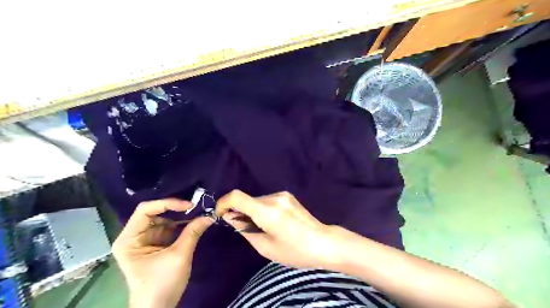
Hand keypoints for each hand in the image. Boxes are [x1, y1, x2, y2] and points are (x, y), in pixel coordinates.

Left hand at [112, 198, 212, 306]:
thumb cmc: (162, 284)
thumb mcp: (179, 256)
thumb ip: (193, 233)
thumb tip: (209, 216)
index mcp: (129, 239)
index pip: (145, 210)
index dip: (167, 203)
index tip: (189, 205)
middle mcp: (133, 237)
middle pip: (153, 214)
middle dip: (174, 211)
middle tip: (195, 208)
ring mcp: (143, 241)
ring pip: (162, 220)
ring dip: (179, 218)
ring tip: (196, 215)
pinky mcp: (153, 246)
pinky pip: (166, 229)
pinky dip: (179, 226)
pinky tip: (192, 225)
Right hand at [215, 190, 336, 269]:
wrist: (323, 242)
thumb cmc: (294, 251)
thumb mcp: (265, 247)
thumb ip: (244, 229)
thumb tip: (229, 216)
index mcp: (267, 210)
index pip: (237, 196)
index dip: (223, 203)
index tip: (220, 214)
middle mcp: (274, 197)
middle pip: (247, 200)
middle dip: (239, 212)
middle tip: (243, 229)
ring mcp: (283, 195)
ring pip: (257, 200)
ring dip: (252, 211)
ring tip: (262, 228)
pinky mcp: (288, 196)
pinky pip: (267, 200)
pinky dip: (262, 209)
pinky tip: (272, 222)